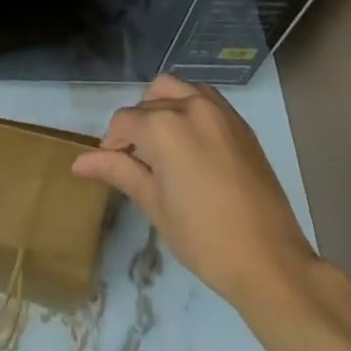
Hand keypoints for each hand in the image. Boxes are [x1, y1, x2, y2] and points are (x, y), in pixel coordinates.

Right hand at [72, 74, 318, 311]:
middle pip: (148, 103)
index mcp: (164, 126)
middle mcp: (189, 105)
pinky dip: (188, 106)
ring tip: (162, 146)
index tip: (111, 167)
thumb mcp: (155, 205)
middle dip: (136, 126)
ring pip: (175, 88)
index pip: (124, 123)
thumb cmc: (205, 240)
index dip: (112, 144)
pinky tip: (190, 141)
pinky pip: (203, 97)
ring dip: (161, 107)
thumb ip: (118, 171)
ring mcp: (218, 109)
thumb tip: (79, 162)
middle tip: (137, 160)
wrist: (271, 262)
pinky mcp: (239, 121)